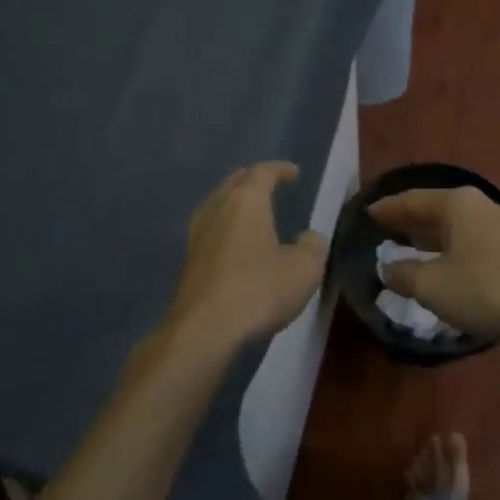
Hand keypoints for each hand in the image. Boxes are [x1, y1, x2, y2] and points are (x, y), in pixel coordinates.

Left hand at [160, 162, 326, 355]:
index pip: (263, 173)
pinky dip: (225, 228)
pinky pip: (209, 230)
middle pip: (234, 183)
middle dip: (252, 180)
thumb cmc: (259, 290)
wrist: (204, 329)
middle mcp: (217, 209)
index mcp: (246, 201)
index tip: (293, 172)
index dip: (280, 170)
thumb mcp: (303, 270)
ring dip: (234, 203)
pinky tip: (234, 244)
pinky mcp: (188, 261)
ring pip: (217, 205)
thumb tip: (308, 237)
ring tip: (251, 212)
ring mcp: (197, 235)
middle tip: (269, 185)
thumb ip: (312, 247)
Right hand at [369, 186, 499, 349]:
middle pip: (438, 211)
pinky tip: (450, 270)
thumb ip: (403, 275)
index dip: (388, 209)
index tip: (368, 213)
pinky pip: (477, 245)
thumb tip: (388, 269)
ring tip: (413, 251)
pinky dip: (456, 252)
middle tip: (386, 231)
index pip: (413, 200)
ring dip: (435, 240)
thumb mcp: (432, 286)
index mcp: (459, 204)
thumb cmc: (487, 290)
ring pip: (460, 229)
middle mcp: (484, 206)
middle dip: (411, 222)